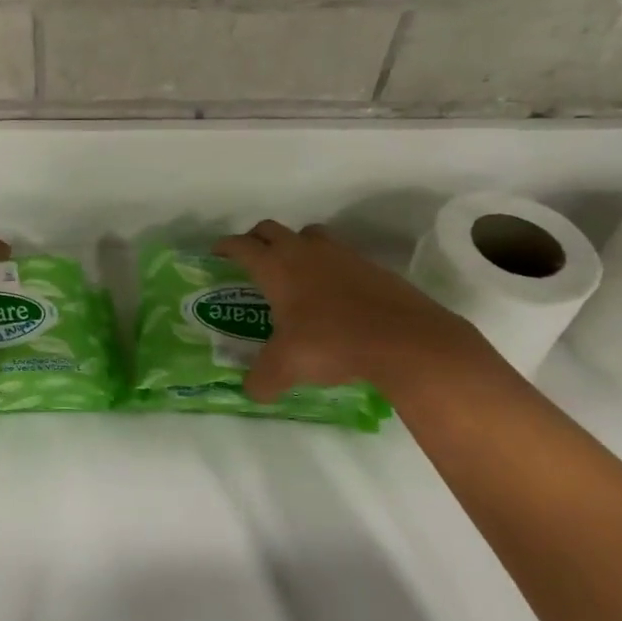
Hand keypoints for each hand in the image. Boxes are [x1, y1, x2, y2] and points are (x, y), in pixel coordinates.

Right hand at [215, 220, 508, 404]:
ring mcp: (341, 255)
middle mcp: (304, 252)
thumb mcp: (285, 368)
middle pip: (271, 229)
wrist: (404, 340)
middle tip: (251, 260)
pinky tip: (333, 295)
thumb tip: (251, 391)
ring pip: (309, 236)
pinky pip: (340, 256)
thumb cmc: (331, 343)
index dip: (225, 247)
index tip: (217, 254)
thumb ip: (262, 379)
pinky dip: (329, 267)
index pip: (241, 246)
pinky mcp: (372, 267)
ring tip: (294, 273)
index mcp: (276, 267)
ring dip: (295, 246)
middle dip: (257, 240)